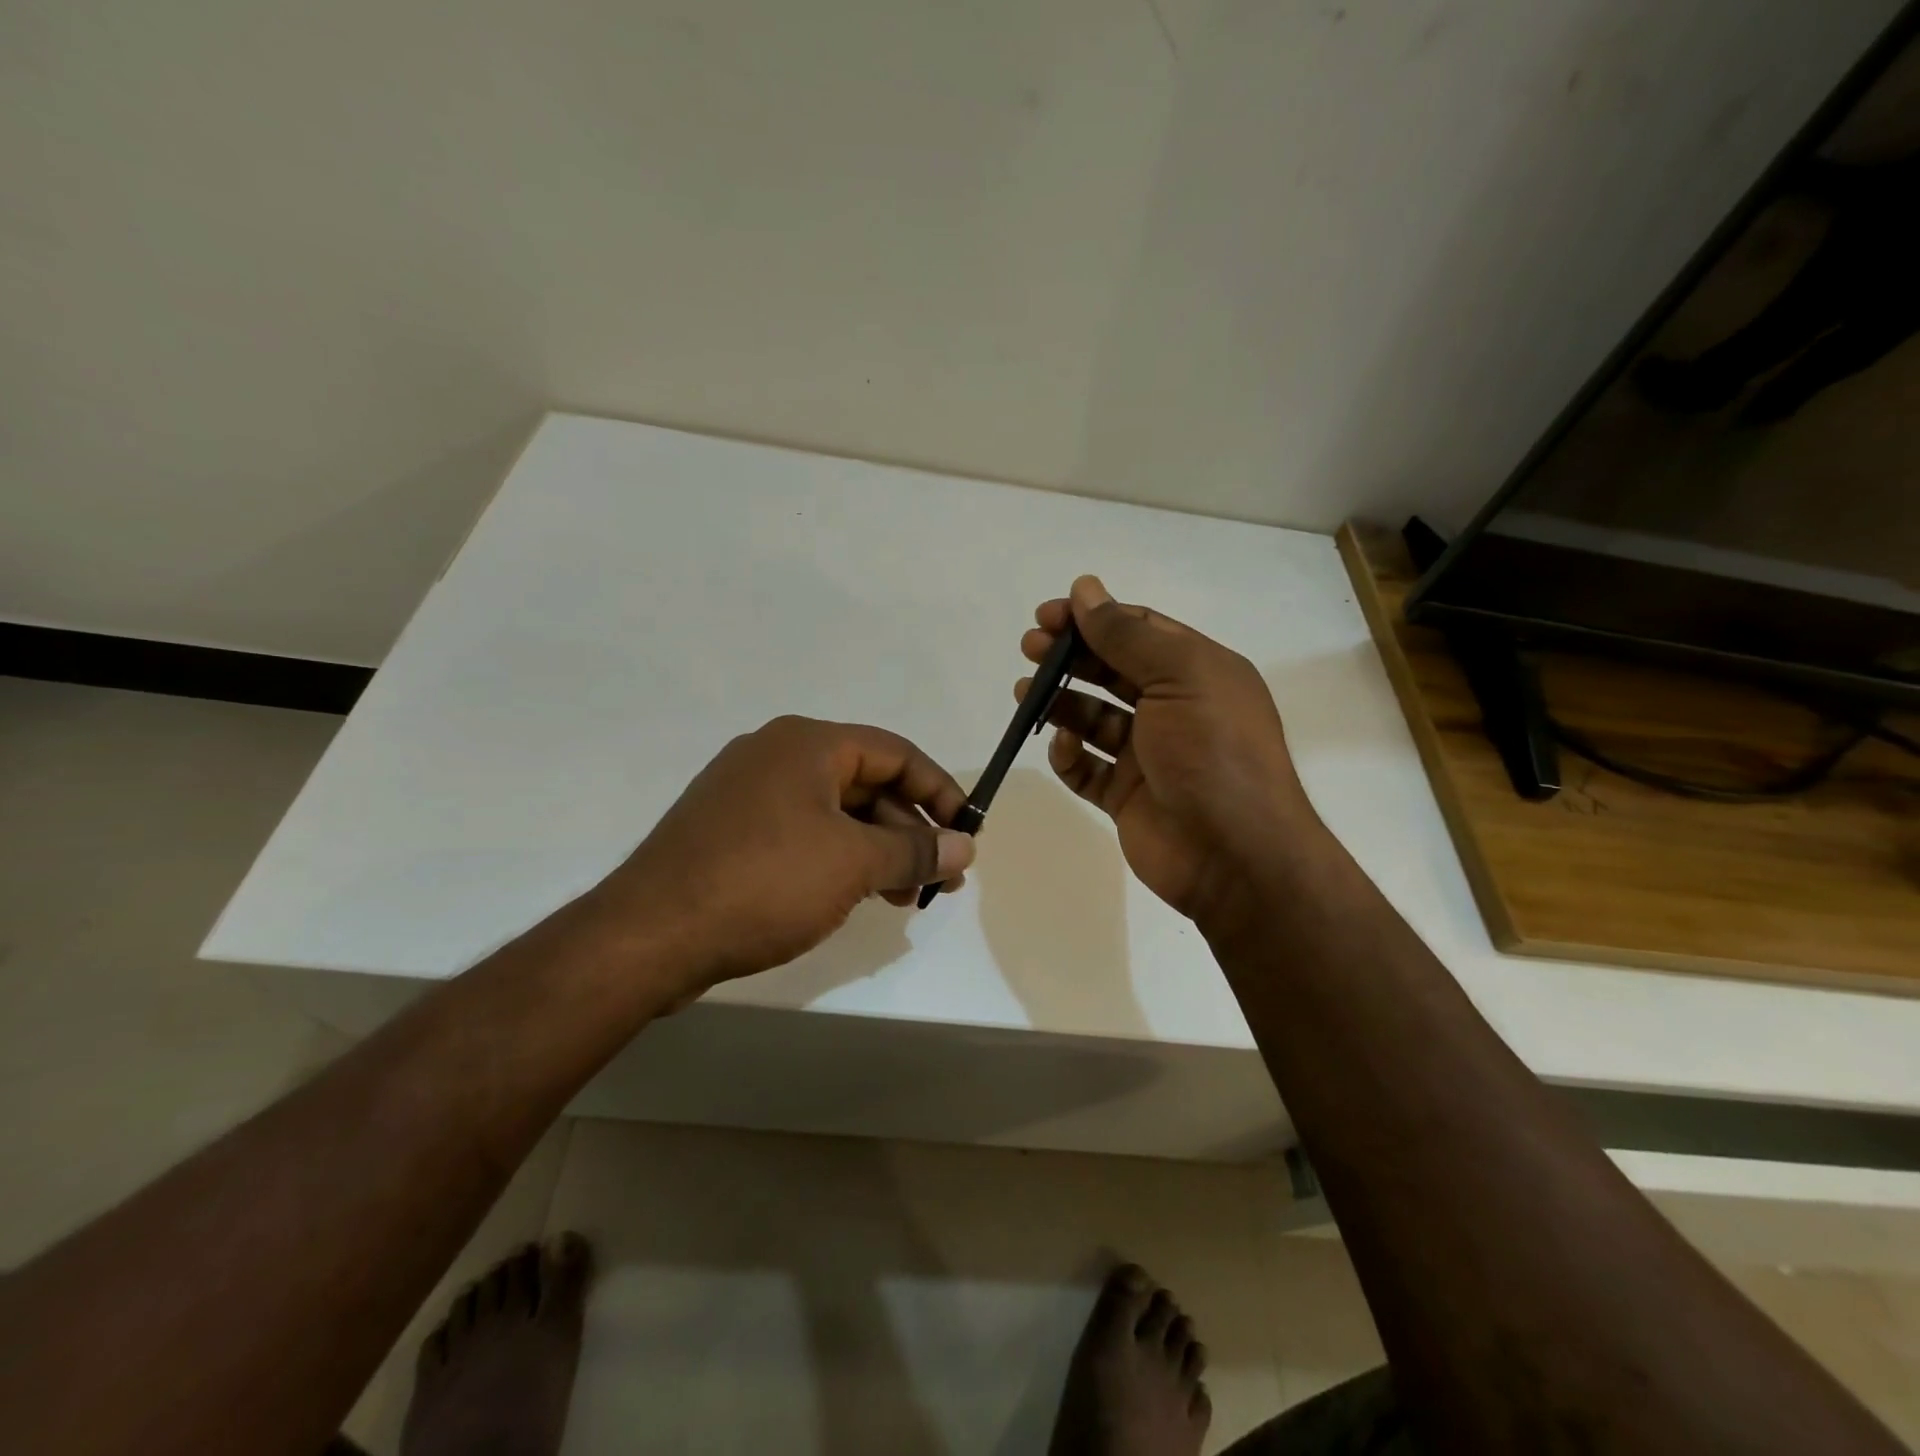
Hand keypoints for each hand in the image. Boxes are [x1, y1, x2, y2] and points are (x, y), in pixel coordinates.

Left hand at [579, 716, 975, 1006]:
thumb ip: (914, 851)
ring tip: (905, 897)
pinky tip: (854, 896)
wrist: (649, 936)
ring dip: (876, 850)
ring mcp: (747, 794)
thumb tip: (963, 847)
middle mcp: (776, 755)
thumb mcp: (852, 864)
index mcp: (806, 744)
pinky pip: (801, 834)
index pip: (895, 752)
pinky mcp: (729, 832)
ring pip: (833, 813)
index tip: (967, 832)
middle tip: (940, 877)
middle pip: (865, 782)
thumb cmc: (764, 882)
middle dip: (908, 830)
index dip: (939, 791)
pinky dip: (837, 859)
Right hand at [1018, 576, 1322, 931]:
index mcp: (1198, 672)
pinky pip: (1087, 768)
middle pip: (1112, 671)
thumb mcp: (1179, 676)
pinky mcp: (1125, 795)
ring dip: (1059, 702)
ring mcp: (1148, 755)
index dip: (1093, 618)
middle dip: (1070, 657)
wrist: (1235, 855)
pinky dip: (1070, 755)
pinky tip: (1064, 746)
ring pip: (1093, 718)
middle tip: (1029, 649)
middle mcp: (1174, 708)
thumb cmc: (1212, 751)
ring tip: (1024, 694)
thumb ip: (1127, 634)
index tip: (1047, 616)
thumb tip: (1085, 588)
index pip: (1139, 631)